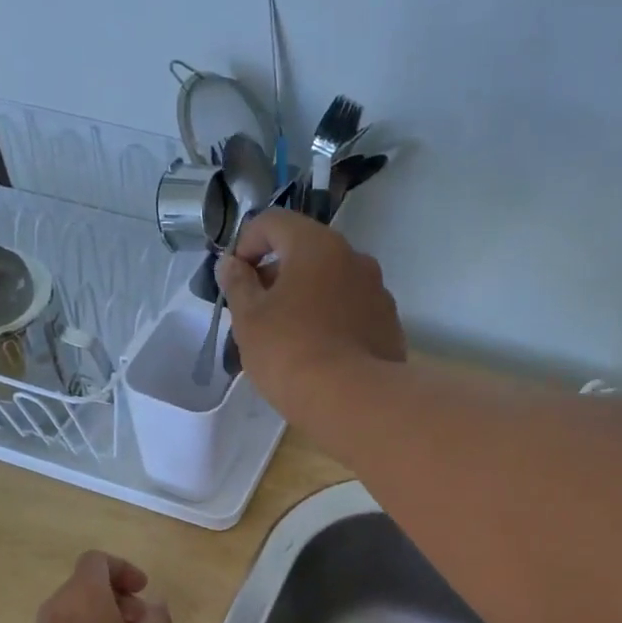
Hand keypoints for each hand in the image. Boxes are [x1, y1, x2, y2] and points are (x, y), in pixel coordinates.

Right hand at [215, 208, 404, 417]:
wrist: (353, 400)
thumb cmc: (290, 352)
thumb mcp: (249, 320)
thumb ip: (237, 285)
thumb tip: (231, 264)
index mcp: (317, 245)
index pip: (273, 222)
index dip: (247, 243)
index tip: (236, 278)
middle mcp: (354, 258)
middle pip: (307, 252)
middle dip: (279, 274)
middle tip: (259, 311)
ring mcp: (378, 292)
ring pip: (333, 283)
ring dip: (308, 298)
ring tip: (290, 336)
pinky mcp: (390, 325)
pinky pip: (353, 312)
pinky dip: (333, 321)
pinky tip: (321, 353)